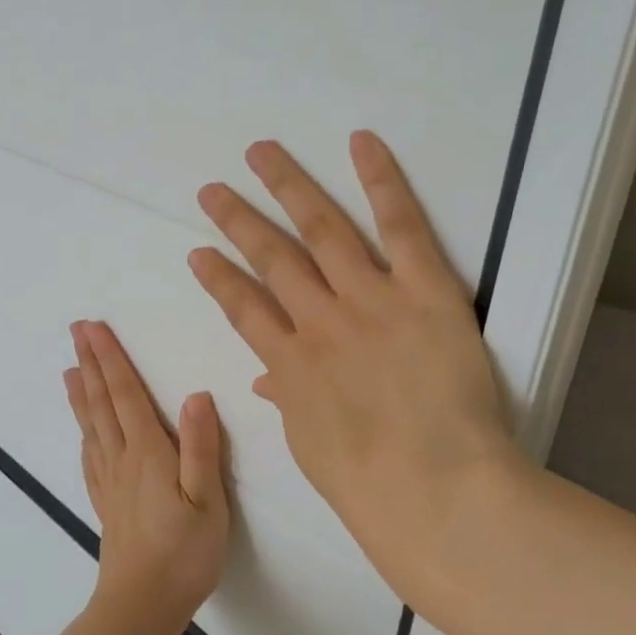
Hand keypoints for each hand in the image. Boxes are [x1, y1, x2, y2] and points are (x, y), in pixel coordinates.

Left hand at [64, 320, 230, 634]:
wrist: (142, 604)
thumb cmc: (184, 553)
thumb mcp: (207, 500)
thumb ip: (201, 447)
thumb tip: (196, 394)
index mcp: (148, 453)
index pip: (125, 394)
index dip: (111, 359)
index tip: (94, 328)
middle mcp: (122, 459)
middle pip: (102, 403)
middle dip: (92, 363)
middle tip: (76, 331)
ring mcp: (110, 482)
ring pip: (92, 426)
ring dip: (82, 393)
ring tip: (71, 368)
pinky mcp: (106, 503)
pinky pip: (90, 456)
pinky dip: (84, 432)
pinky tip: (83, 429)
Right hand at [188, 131, 523, 603]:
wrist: (436, 491)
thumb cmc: (370, 484)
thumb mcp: (312, 445)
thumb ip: (289, 400)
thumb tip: (268, 379)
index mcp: (291, 364)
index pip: (243, 309)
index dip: (218, 278)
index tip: (199, 253)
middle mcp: (321, 321)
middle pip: (272, 258)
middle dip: (238, 221)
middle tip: (212, 191)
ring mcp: (370, 300)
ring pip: (321, 231)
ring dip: (287, 188)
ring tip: (261, 153)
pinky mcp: (425, 291)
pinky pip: (400, 227)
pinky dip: (381, 182)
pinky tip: (360, 143)